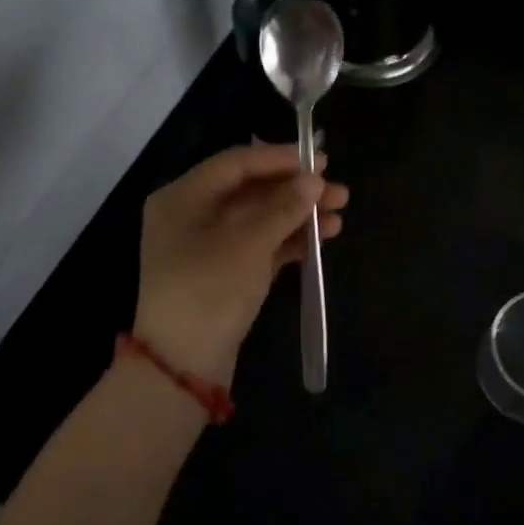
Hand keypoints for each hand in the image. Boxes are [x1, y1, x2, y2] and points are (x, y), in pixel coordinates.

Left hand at [132, 145, 349, 384]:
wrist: (183, 365)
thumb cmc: (209, 289)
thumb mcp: (248, 243)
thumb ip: (283, 207)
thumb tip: (314, 181)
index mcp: (183, 197)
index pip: (236, 164)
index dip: (279, 159)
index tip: (320, 161)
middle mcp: (192, 215)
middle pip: (250, 191)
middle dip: (295, 190)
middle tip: (338, 192)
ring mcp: (209, 246)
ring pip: (260, 219)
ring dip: (298, 215)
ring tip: (340, 215)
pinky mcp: (225, 273)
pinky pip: (261, 245)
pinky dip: (289, 240)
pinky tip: (323, 238)